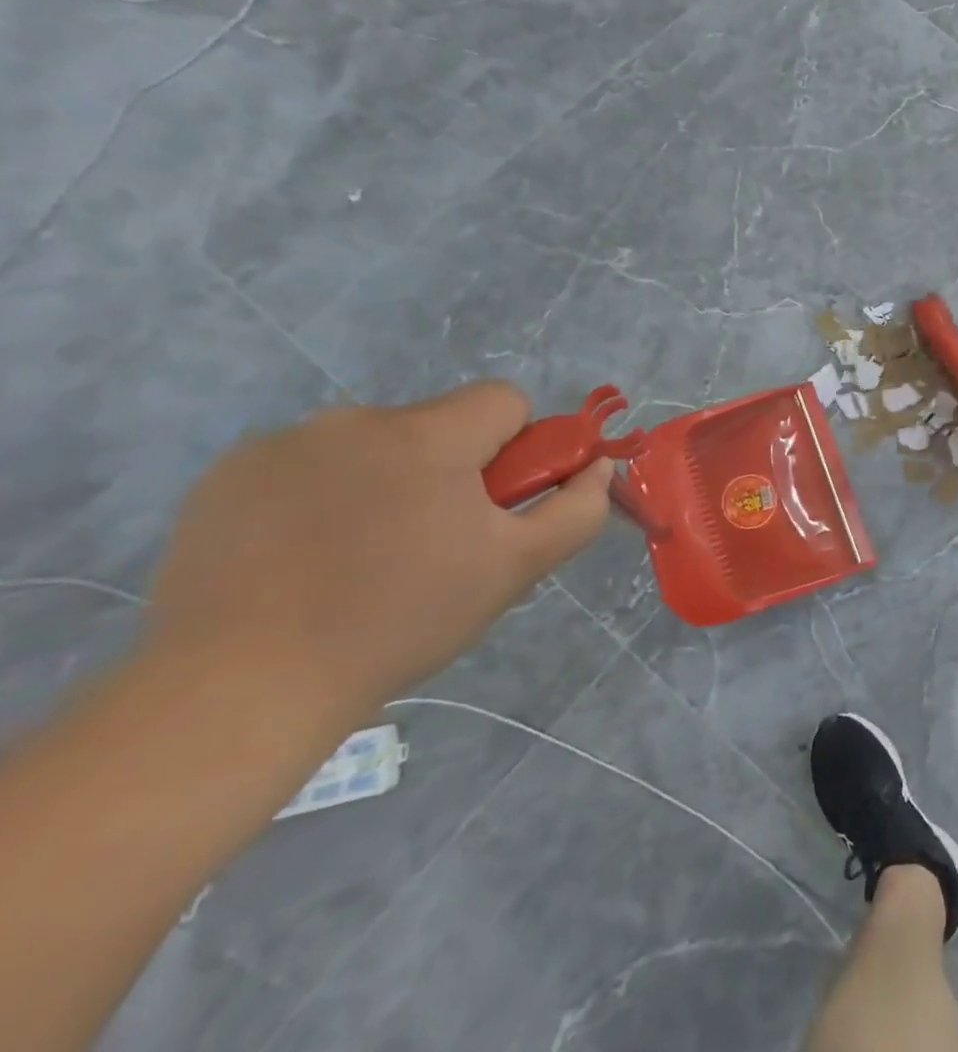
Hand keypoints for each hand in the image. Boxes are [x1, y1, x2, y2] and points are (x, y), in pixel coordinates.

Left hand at [145, 382, 611, 728]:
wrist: (237, 689)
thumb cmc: (400, 621)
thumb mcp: (515, 568)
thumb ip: (576, 509)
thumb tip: (599, 465)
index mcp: (428, 435)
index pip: (503, 399)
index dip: (517, 446)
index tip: (495, 503)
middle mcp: (354, 420)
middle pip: (437, 424)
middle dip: (449, 469)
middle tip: (433, 544)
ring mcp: (282, 444)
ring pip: (372, 445)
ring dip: (385, 481)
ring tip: (361, 559)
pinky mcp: (226, 476)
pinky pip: (307, 465)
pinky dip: (320, 496)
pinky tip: (302, 560)